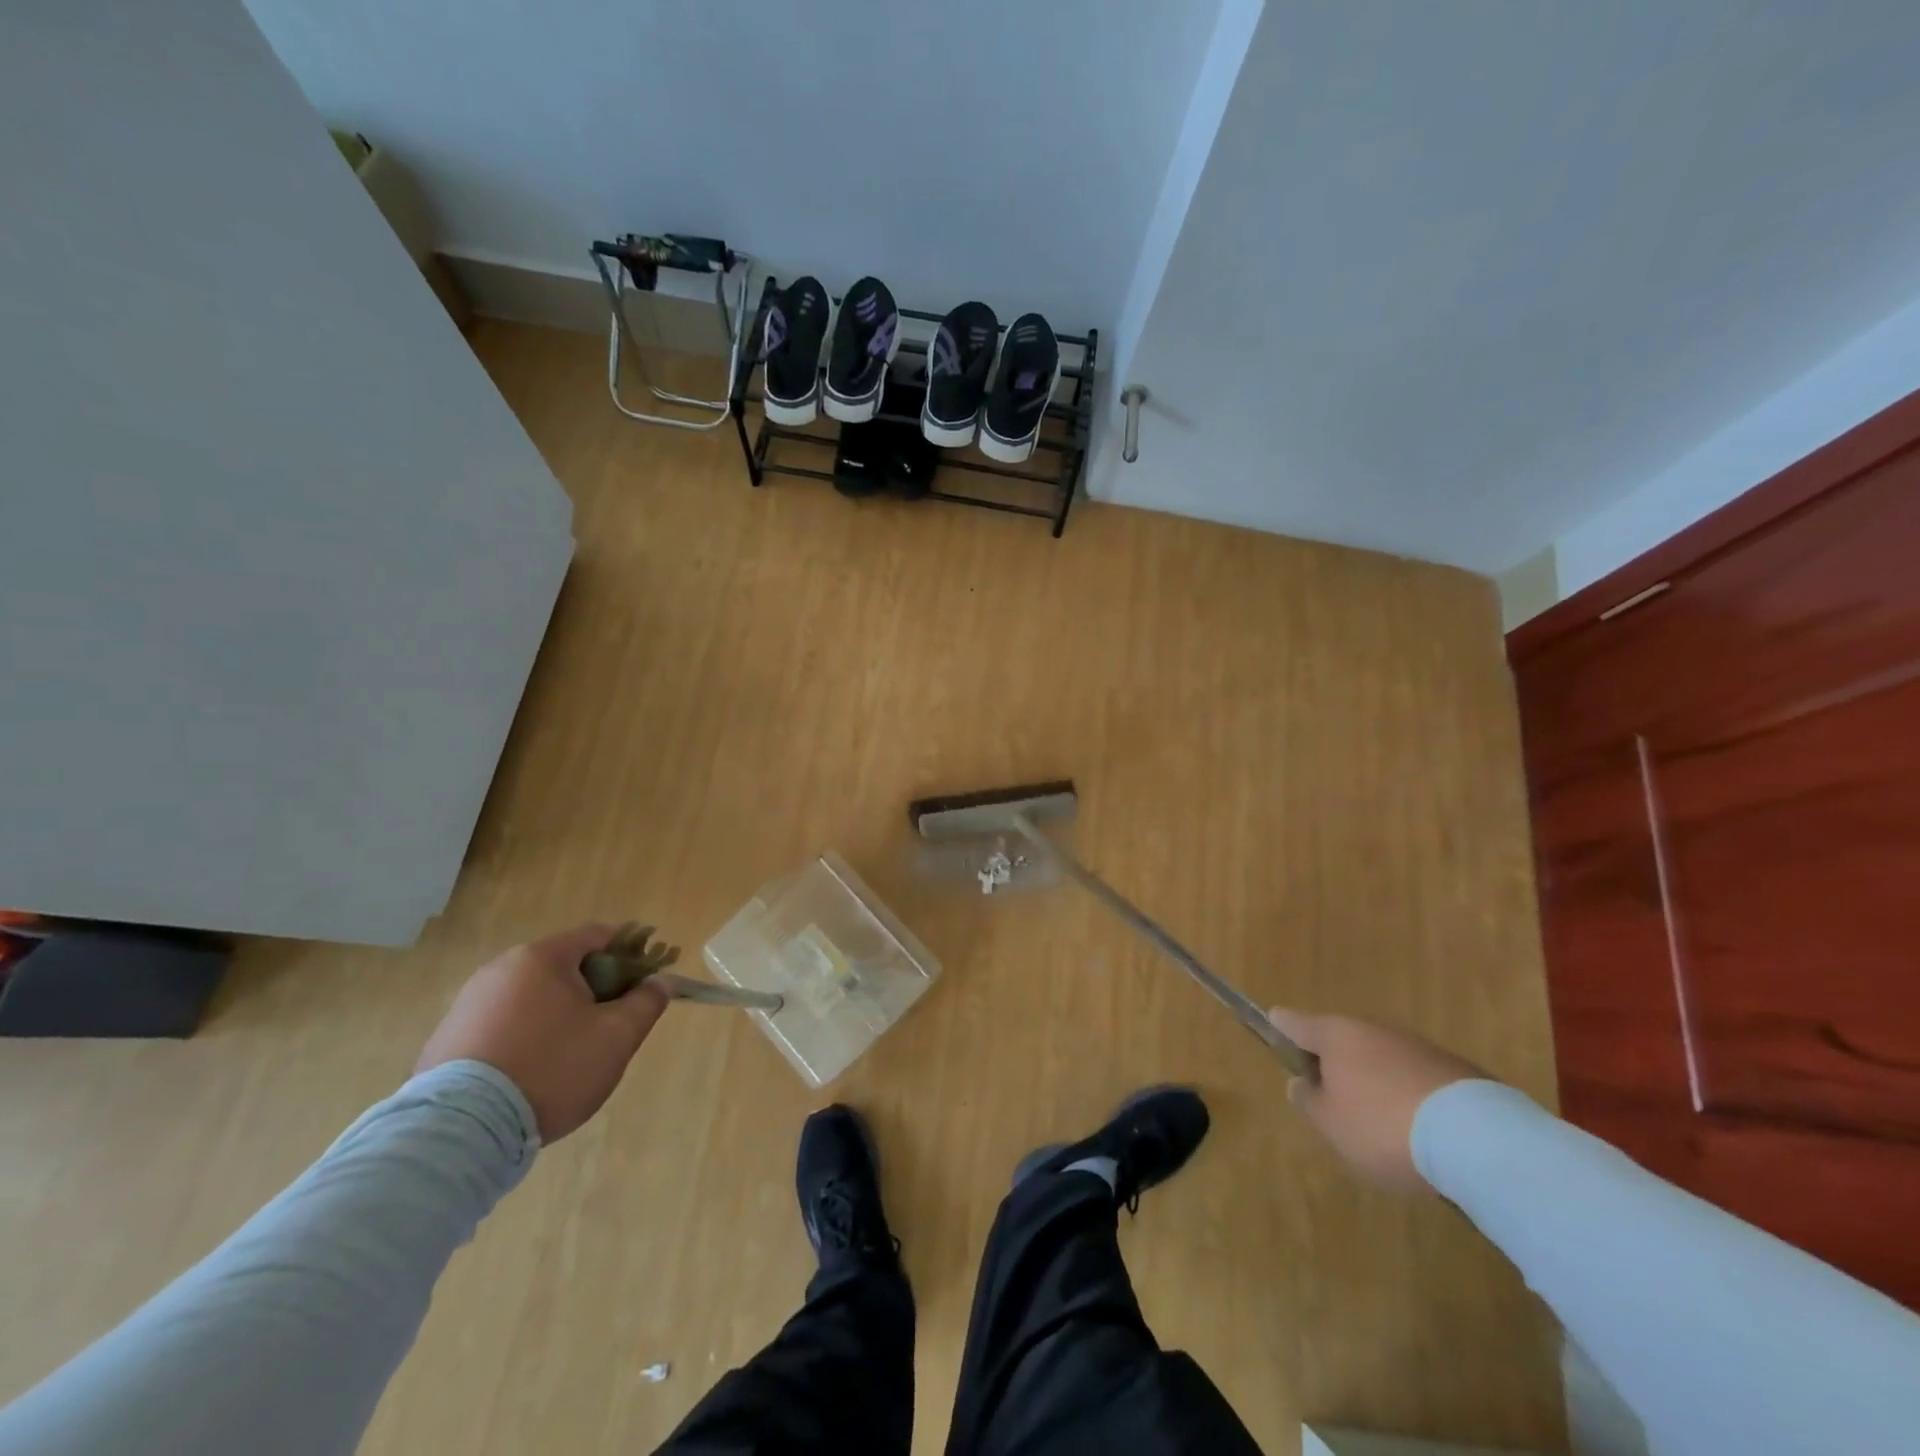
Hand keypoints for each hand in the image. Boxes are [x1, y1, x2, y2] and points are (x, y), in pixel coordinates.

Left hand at [418, 924, 668, 1141]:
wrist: (460, 1133)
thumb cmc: (551, 1070)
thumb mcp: (616, 1037)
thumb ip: (646, 1002)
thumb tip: (661, 981)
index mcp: (542, 957)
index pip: (599, 935)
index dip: (632, 951)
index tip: (648, 979)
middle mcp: (501, 968)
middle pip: (565, 965)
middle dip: (596, 986)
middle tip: (614, 1021)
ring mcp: (468, 1003)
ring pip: (533, 996)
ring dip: (560, 1012)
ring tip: (573, 1053)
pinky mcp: (447, 1038)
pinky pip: (504, 1022)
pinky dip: (527, 1034)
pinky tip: (534, 1070)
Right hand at [1267, 1008, 1486, 1192]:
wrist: (1481, 1141)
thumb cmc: (1384, 1127)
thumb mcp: (1330, 1125)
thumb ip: (1308, 1101)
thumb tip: (1303, 1083)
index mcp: (1335, 1035)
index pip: (1292, 1021)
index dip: (1279, 1030)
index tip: (1275, 1038)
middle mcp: (1373, 1029)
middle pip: (1340, 1041)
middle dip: (1334, 1066)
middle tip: (1333, 1106)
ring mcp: (1418, 1047)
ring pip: (1381, 1060)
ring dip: (1374, 1083)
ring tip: (1381, 1128)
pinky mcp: (1457, 1071)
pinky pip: (1416, 1079)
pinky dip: (1410, 1098)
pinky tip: (1421, 1134)